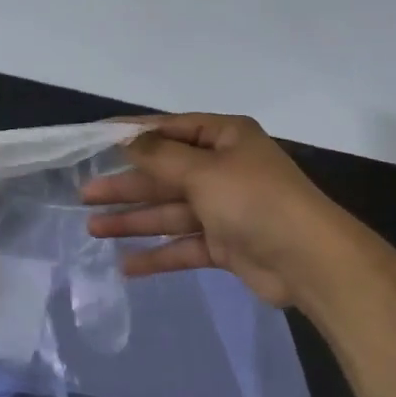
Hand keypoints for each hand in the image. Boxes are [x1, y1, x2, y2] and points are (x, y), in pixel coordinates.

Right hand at [81, 114, 334, 305]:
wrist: (309, 261)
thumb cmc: (253, 200)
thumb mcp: (202, 170)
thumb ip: (159, 157)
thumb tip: (128, 138)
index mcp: (224, 138)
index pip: (169, 129)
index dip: (131, 134)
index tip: (94, 139)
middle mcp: (223, 169)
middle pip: (164, 174)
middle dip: (126, 185)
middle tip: (86, 194)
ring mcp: (224, 208)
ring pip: (170, 211)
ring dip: (134, 220)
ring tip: (93, 228)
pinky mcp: (226, 245)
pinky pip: (184, 246)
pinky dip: (158, 255)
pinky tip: (126, 266)